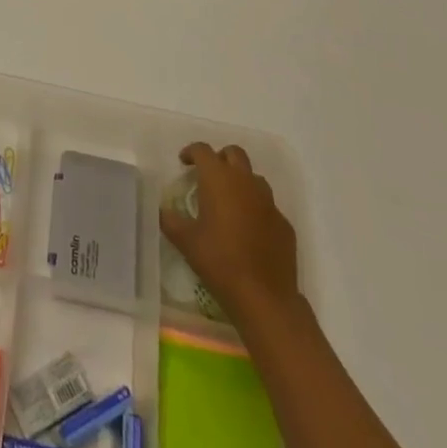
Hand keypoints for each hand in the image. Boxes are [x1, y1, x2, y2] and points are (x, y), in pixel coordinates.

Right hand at [160, 142, 301, 316]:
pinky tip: (248, 230)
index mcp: (218, 180)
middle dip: (220, 158)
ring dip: (240, 181)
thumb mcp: (186, 241)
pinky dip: (256, 208)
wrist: (264, 297)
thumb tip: (162, 210)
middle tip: (208, 176)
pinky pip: (268, 206)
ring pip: (254, 178)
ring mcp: (269, 203)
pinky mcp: (284, 224)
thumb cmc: (219, 261)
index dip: (191, 152)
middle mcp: (245, 182)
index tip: (184, 163)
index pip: (203, 150)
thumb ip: (170, 220)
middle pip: (234, 153)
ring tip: (229, 202)